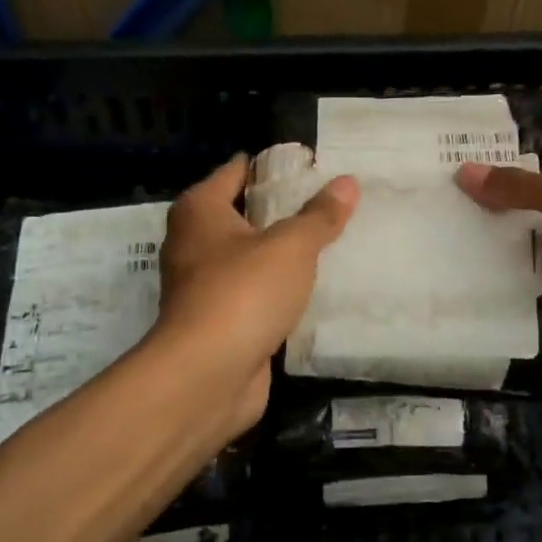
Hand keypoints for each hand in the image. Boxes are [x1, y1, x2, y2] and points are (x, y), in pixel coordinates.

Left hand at [154, 155, 358, 441]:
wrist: (207, 376)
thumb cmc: (242, 293)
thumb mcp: (290, 246)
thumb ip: (319, 216)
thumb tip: (347, 182)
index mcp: (200, 211)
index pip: (237, 171)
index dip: (273, 165)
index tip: (315, 165)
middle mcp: (194, 243)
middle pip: (245, 215)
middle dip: (285, 210)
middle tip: (335, 202)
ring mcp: (205, 286)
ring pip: (253, 258)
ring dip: (284, 255)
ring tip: (335, 242)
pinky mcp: (220, 322)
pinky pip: (257, 295)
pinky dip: (281, 292)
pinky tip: (318, 289)